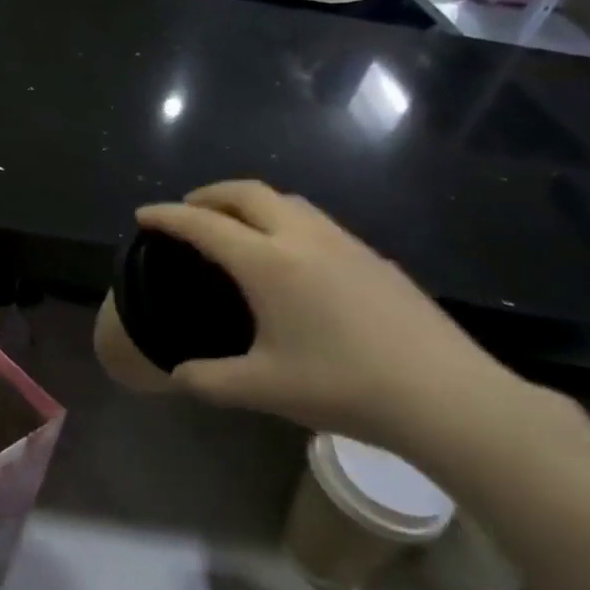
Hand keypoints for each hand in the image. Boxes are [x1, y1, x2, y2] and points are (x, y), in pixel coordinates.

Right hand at [134, 182, 529, 460]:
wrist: (446, 395)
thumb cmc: (344, 386)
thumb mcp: (263, 389)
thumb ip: (208, 380)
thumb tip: (178, 375)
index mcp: (268, 263)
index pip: (204, 225)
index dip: (168, 216)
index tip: (144, 214)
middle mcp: (303, 238)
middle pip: (247, 193)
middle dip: (209, 194)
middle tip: (187, 210)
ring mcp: (344, 242)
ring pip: (286, 200)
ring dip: (250, 202)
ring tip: (234, 224)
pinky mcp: (373, 256)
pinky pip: (314, 220)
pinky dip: (283, 219)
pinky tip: (290, 254)